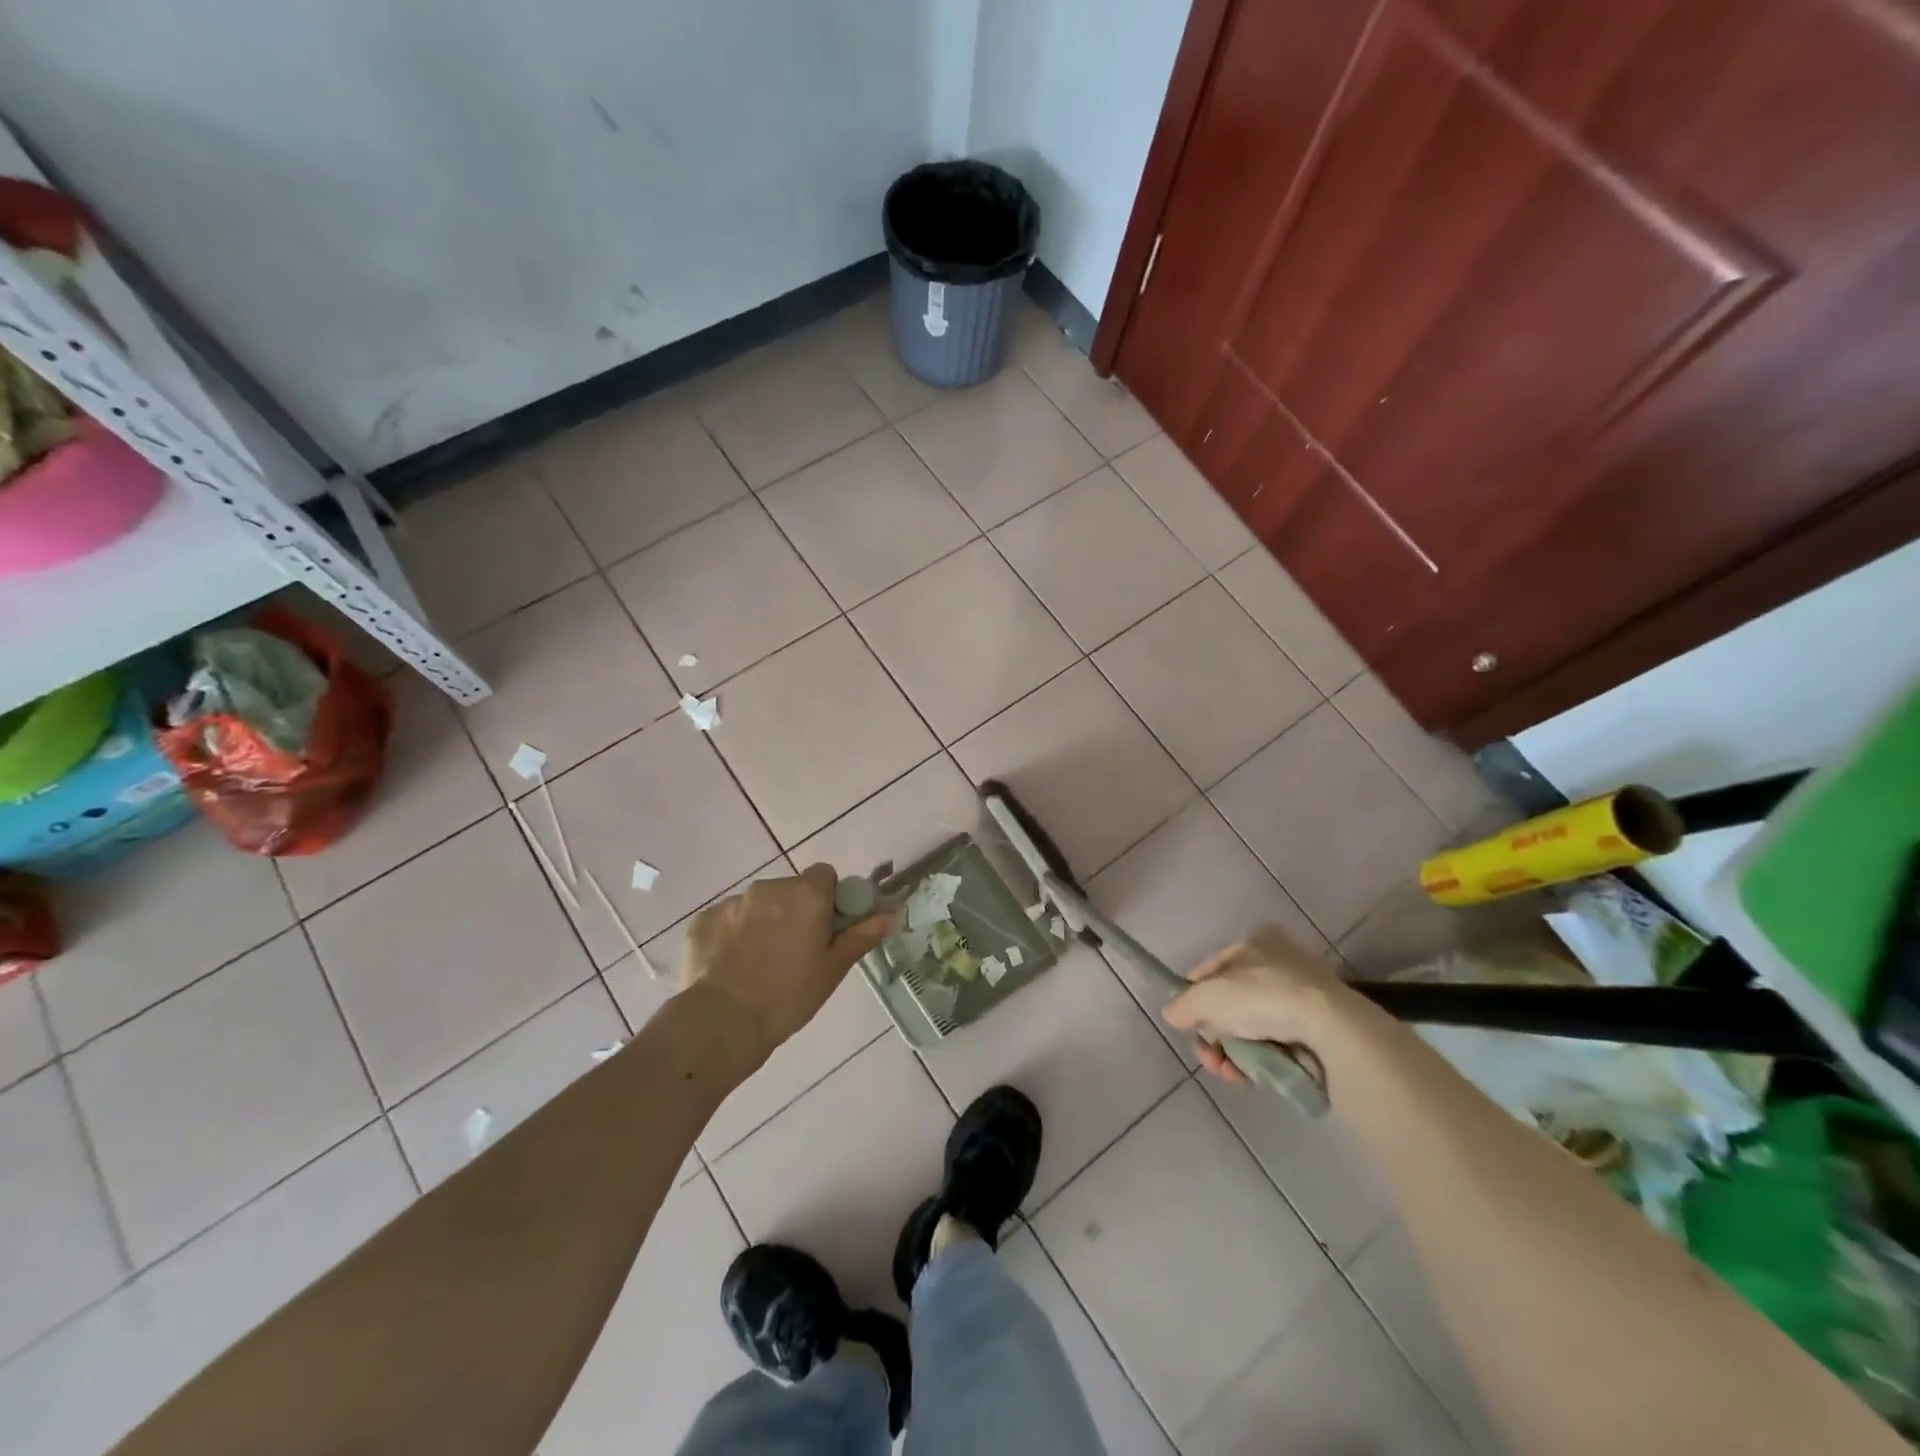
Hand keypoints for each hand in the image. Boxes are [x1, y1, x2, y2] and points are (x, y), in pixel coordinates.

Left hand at [681, 864, 893, 1059]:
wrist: (723, 1021)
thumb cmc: (789, 995)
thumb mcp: (833, 968)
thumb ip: (862, 934)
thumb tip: (891, 912)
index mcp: (806, 894)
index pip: (824, 876)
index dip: (828, 899)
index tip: (825, 929)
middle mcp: (769, 887)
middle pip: (790, 890)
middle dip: (794, 911)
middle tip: (795, 952)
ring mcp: (732, 902)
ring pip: (758, 905)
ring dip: (764, 922)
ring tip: (759, 964)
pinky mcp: (703, 920)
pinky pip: (727, 920)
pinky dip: (733, 936)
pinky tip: (732, 967)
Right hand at [1162, 926, 1345, 1082]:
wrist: (1328, 1027)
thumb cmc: (1260, 995)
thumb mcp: (1205, 996)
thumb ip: (1183, 1005)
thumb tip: (1173, 1014)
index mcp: (1258, 940)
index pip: (1215, 967)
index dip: (1196, 994)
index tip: (1187, 1021)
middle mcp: (1282, 962)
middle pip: (1233, 1001)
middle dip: (1215, 1032)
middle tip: (1208, 1055)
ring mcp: (1304, 997)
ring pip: (1253, 1026)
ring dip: (1234, 1052)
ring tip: (1228, 1072)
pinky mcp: (1320, 1030)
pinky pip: (1278, 1045)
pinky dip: (1260, 1060)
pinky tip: (1250, 1076)